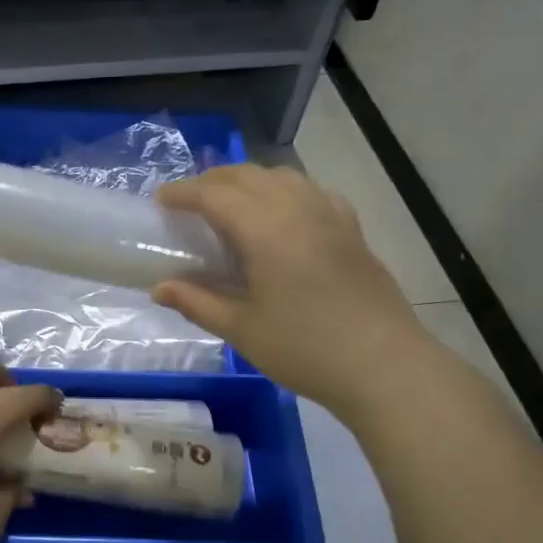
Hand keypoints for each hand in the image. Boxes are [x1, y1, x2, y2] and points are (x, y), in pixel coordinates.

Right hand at [153, 164, 423, 415]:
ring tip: (230, 202)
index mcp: (264, 230)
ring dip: (249, 181)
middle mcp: (297, 210)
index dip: (183, 193)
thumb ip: (197, 302)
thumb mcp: (241, 329)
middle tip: (188, 200)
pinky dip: (286, 191)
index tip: (160, 199)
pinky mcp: (352, 231)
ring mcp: (330, 216)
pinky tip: (284, 213)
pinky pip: (312, 193)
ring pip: (282, 177)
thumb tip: (159, 288)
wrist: (384, 366)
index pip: (215, 195)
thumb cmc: (304, 348)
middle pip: (248, 176)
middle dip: (212, 180)